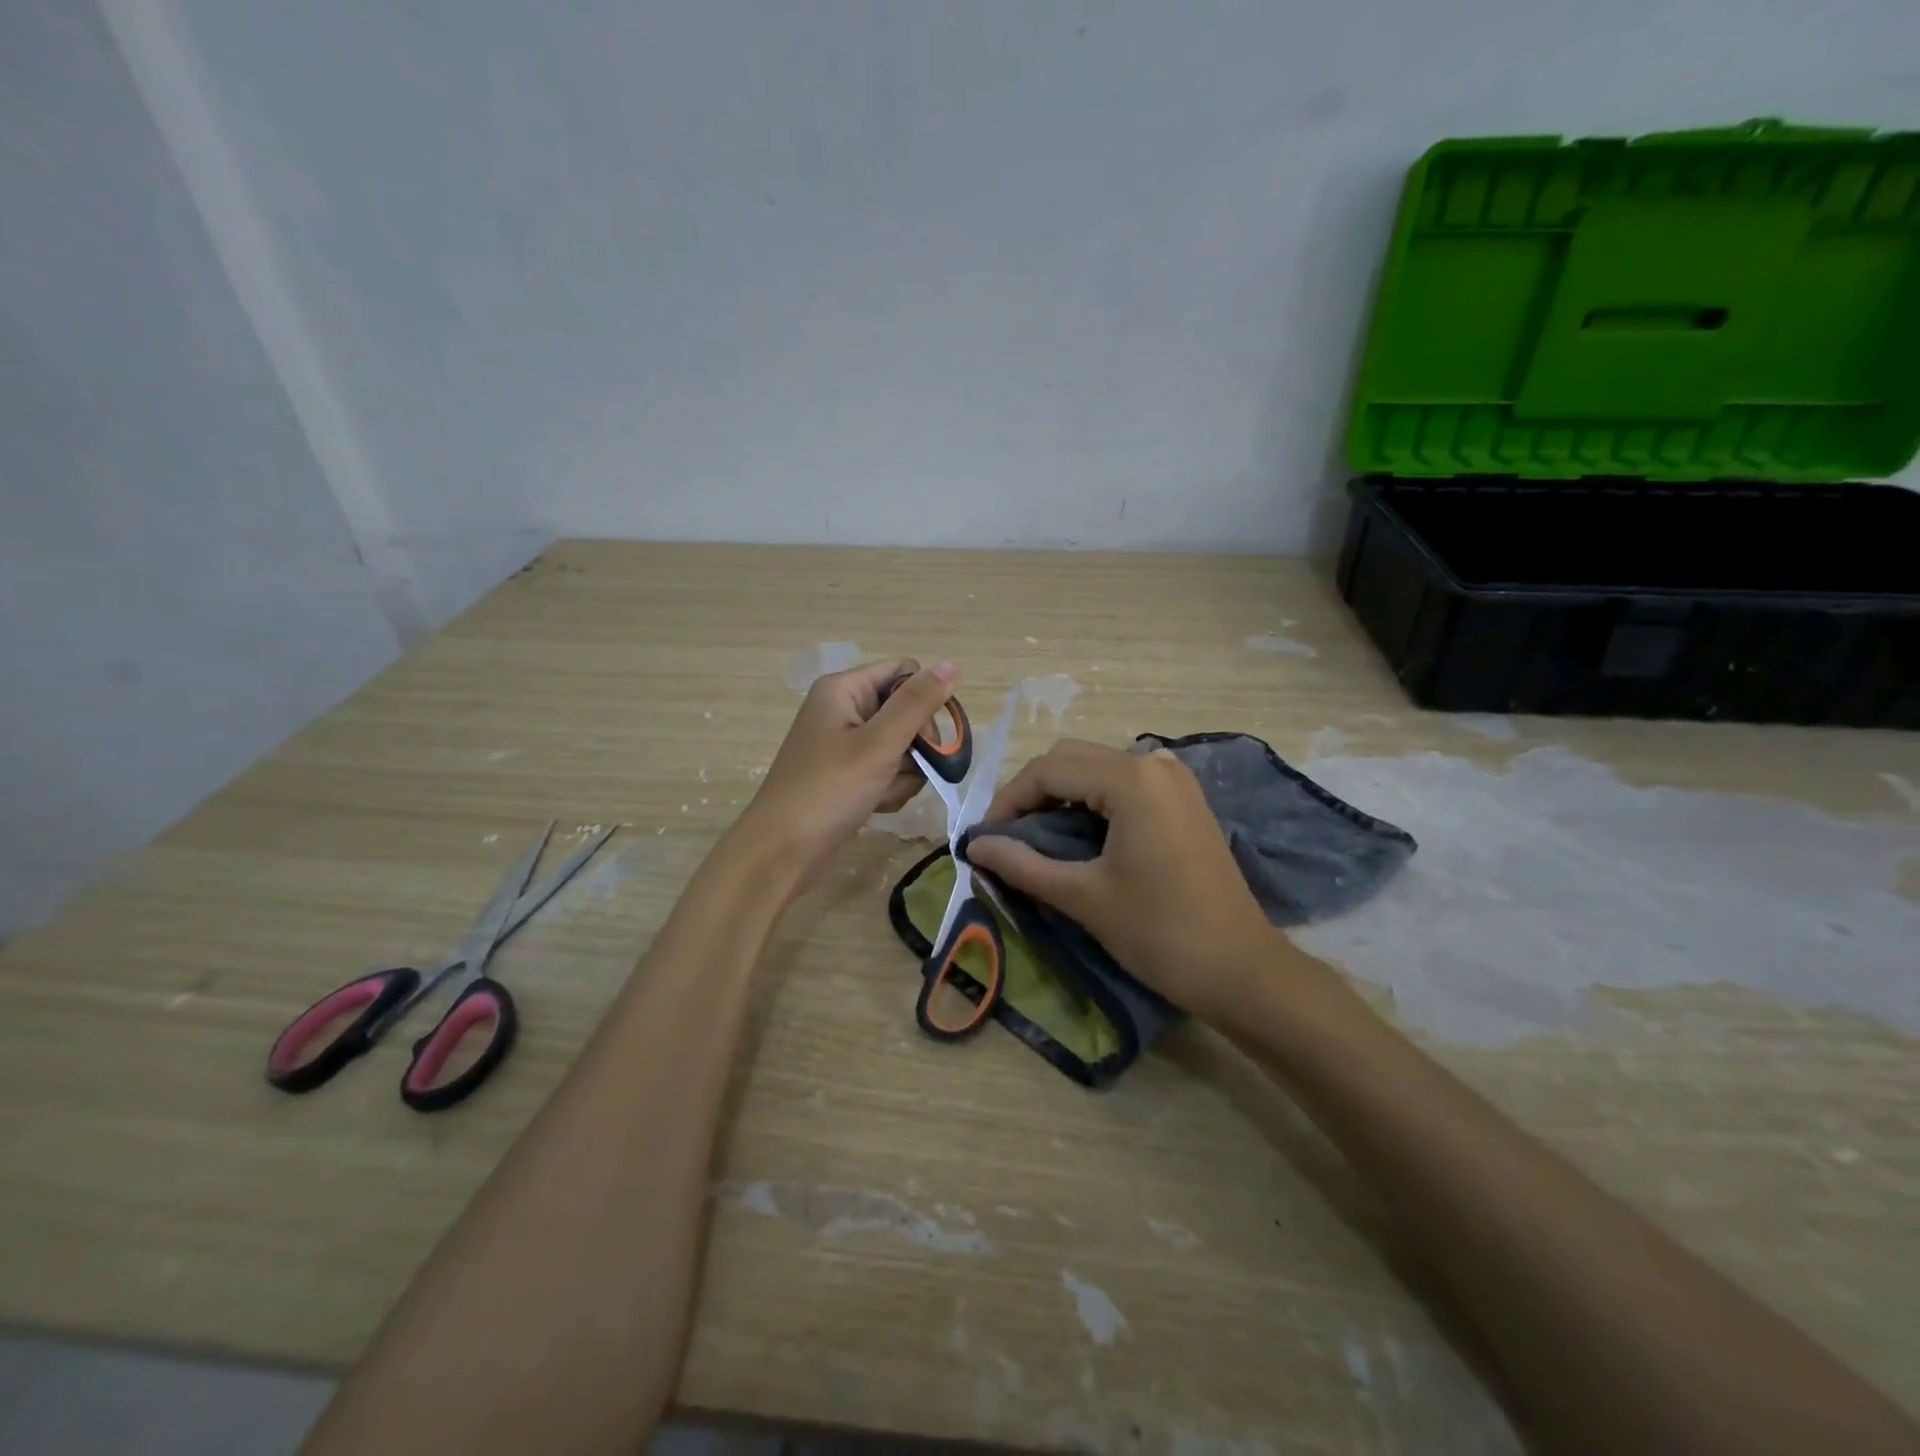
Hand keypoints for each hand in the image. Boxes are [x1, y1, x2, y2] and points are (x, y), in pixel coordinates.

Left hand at [737, 657, 957, 882]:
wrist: (782, 851)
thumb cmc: (829, 790)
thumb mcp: (879, 744)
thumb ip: (917, 704)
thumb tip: (951, 663)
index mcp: (845, 689)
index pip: (905, 672)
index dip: (924, 701)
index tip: (929, 737)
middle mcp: (843, 708)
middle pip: (905, 712)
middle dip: (915, 746)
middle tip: (905, 770)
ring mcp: (843, 743)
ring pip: (900, 746)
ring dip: (904, 773)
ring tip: (884, 794)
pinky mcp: (846, 773)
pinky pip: (884, 770)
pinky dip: (888, 788)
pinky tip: (876, 806)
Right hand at [965, 739, 1291, 1017]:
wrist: (1242, 970)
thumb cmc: (1160, 933)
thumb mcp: (1084, 897)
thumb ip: (1022, 864)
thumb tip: (973, 846)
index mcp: (1131, 779)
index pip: (1048, 769)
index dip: (1009, 800)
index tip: (984, 838)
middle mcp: (1154, 763)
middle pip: (1072, 759)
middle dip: (1032, 794)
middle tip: (1007, 839)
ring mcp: (1175, 779)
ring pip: (1097, 770)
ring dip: (1061, 797)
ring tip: (1037, 842)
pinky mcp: (1184, 799)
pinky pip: (1124, 785)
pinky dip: (1093, 803)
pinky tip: (1080, 838)